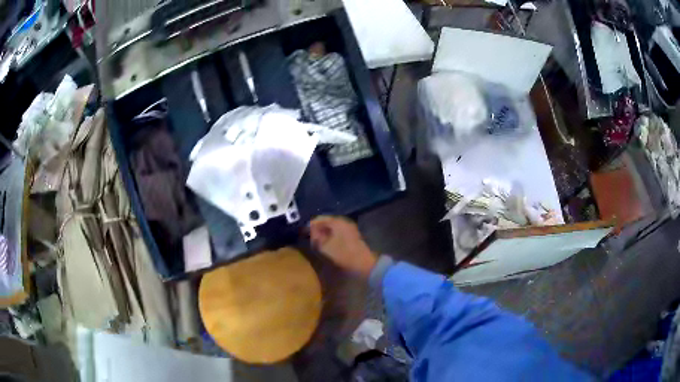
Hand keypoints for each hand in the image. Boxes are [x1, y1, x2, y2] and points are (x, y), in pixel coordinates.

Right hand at [309, 216, 376, 278]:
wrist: (363, 263)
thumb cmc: (342, 253)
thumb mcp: (324, 246)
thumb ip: (315, 237)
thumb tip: (311, 232)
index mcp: (336, 221)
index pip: (319, 219)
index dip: (310, 225)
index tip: (303, 232)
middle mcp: (343, 221)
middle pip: (326, 221)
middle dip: (317, 228)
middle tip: (309, 236)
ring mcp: (350, 227)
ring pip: (332, 227)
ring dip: (324, 232)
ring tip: (317, 241)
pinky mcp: (353, 235)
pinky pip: (338, 232)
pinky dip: (331, 235)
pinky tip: (327, 243)